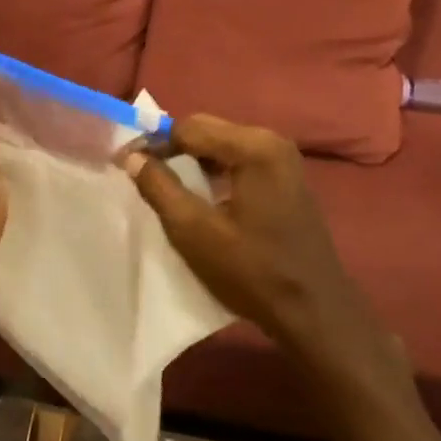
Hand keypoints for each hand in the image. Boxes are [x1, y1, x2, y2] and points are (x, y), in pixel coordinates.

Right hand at [124, 115, 400, 381]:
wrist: (315, 313)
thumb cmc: (253, 271)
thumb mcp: (194, 231)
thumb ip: (158, 187)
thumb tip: (132, 156)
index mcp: (254, 147)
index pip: (188, 127)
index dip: (153, 143)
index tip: (125, 164)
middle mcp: (272, 142)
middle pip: (207, 130)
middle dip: (171, 149)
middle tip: (141, 173)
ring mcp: (284, 160)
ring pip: (222, 146)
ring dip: (192, 161)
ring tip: (163, 185)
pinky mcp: (287, 179)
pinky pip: (239, 161)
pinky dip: (213, 172)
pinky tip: (198, 196)